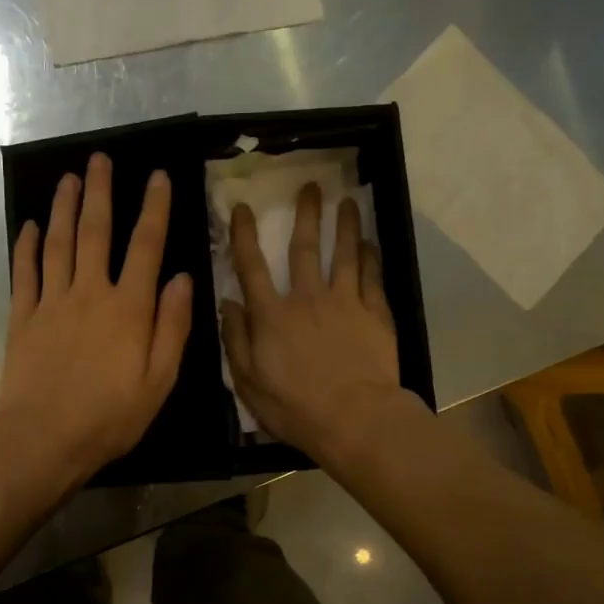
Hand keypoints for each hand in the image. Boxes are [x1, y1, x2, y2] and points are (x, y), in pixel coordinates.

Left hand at [0, 153, 193, 492]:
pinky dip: (27, 246)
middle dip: (100, 192)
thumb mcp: (159, 381)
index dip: (154, 208)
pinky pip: (24, 273)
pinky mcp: (22, 318)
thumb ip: (173, 327)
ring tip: (68, 178)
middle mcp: (90, 293)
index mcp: (129, 308)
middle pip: (95, 232)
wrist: (43, 439)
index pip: (146, 246)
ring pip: (58, 243)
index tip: (157, 176)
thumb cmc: (110, 416)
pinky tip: (30, 226)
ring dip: (63, 208)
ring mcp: (51, 302)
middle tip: (99, 159)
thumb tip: (182, 278)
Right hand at [220, 184, 405, 462]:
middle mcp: (307, 298)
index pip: (252, 266)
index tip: (243, 207)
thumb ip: (236, 340)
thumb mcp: (248, 381)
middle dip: (306, 214)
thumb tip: (227, 303)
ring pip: (345, 254)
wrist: (354, 418)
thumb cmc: (294, 406)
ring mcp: (345, 303)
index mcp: (272, 315)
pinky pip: (372, 278)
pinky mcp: (375, 314)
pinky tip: (371, 243)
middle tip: (311, 185)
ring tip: (348, 201)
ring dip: (345, 225)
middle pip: (305, 248)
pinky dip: (371, 258)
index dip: (244, 235)